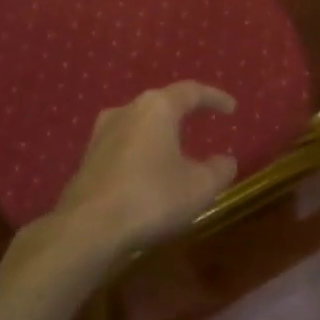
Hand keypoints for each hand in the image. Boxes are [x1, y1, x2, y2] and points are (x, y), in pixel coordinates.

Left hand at [47, 81, 237, 261]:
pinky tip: (148, 170)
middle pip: (161, 103)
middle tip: (202, 121)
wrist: (88, 227)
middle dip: (184, 112)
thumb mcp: (200, 187)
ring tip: (175, 146)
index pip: (191, 91)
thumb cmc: (152, 198)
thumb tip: (226, 160)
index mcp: (157, 108)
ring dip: (159, 132)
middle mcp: (126, 110)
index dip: (214, 98)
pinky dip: (141, 151)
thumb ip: (219, 170)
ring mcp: (101, 133)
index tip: (231, 108)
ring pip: (139, 123)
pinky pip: (123, 145)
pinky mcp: (88, 158)